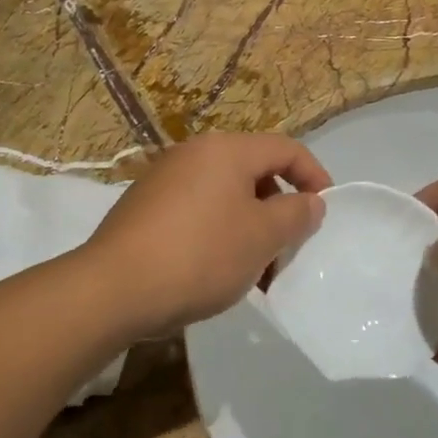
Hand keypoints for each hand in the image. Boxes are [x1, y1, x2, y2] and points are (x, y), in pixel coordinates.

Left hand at [81, 132, 330, 339]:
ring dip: (250, 226)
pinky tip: (216, 270)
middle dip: (279, 208)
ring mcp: (164, 178)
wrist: (112, 289)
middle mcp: (194, 153)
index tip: (325, 211)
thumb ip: (296, 214)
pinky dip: (219, 231)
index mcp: (226, 150)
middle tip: (288, 247)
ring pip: (225, 194)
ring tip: (255, 270)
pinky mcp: (144, 206)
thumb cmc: (200, 255)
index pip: (286, 148)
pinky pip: (197, 209)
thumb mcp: (262, 237)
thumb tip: (310, 201)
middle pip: (254, 171)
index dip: (314, 175)